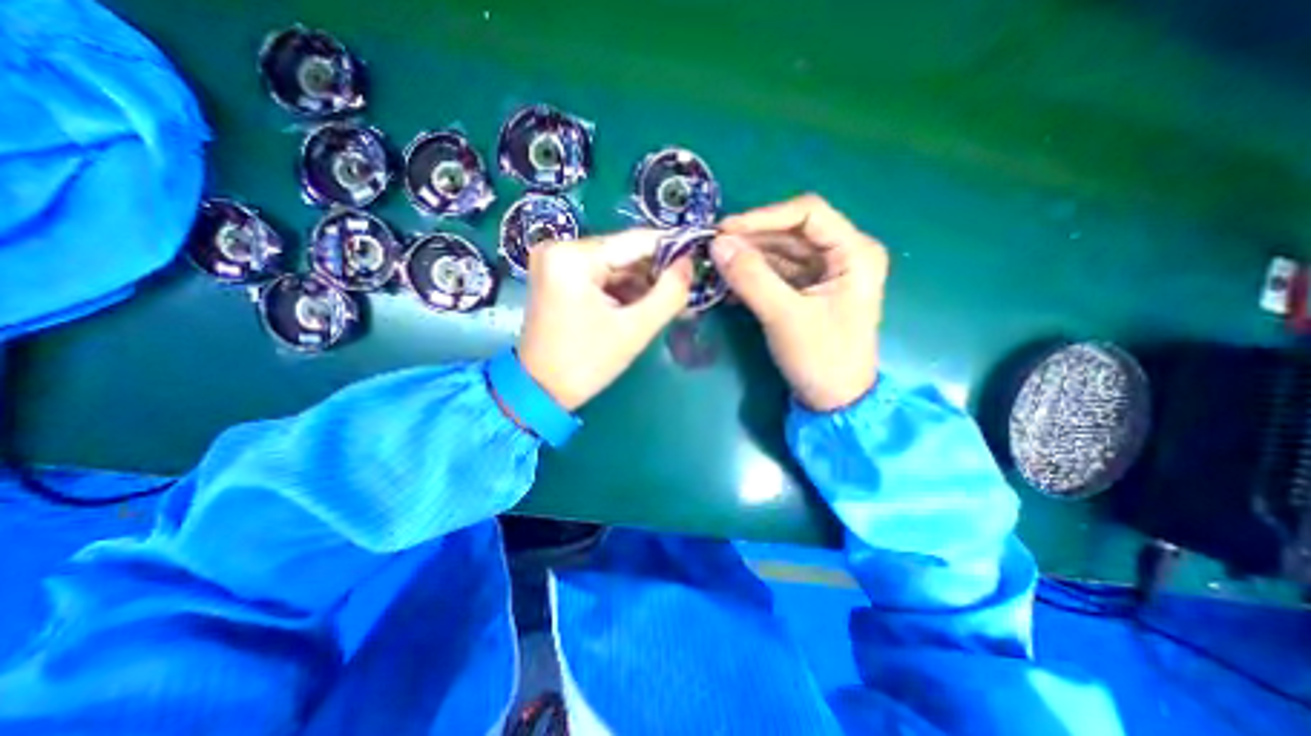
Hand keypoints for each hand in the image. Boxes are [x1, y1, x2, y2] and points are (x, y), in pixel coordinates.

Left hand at [520, 231, 694, 410]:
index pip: (635, 241)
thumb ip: (669, 293)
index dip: (671, 250)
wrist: (540, 391)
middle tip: (685, 294)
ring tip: (668, 306)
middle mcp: (560, 248)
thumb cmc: (586, 362)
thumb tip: (689, 264)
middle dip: (655, 275)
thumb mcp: (634, 329)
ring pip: (615, 266)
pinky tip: (642, 308)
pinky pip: (601, 277)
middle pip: (624, 254)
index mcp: (573, 256)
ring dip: (641, 286)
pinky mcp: (558, 278)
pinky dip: (623, 291)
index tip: (698, 261)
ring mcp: (556, 263)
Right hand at [712, 195, 885, 411]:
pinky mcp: (809, 290)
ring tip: (716, 265)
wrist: (833, 401)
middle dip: (751, 239)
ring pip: (781, 252)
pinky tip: (729, 285)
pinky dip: (753, 276)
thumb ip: (751, 278)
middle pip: (791, 232)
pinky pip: (777, 273)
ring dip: (748, 258)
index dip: (764, 217)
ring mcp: (825, 273)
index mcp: (854, 253)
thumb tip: (717, 245)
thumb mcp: (785, 316)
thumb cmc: (821, 358)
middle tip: (714, 248)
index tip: (726, 230)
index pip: (808, 214)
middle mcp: (843, 255)